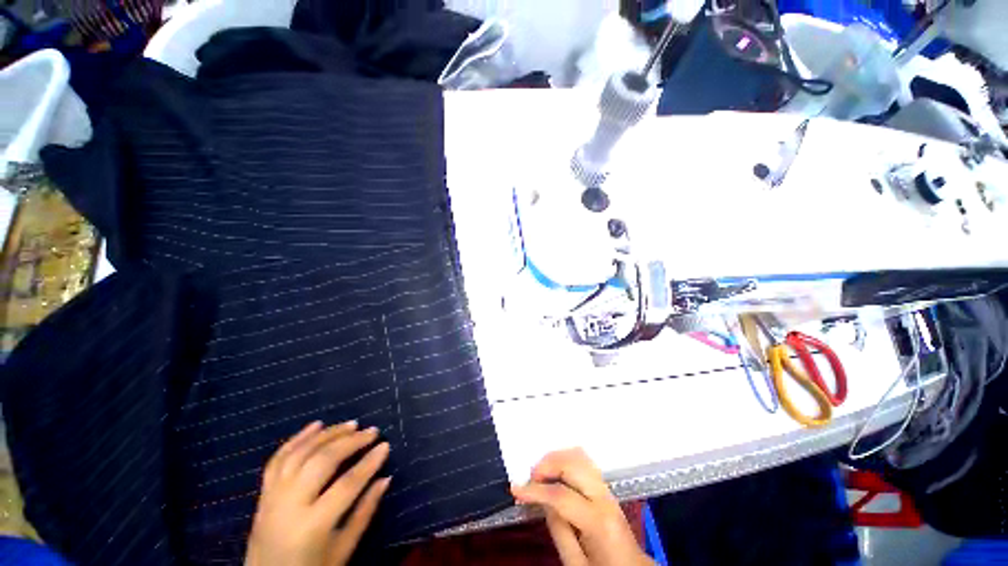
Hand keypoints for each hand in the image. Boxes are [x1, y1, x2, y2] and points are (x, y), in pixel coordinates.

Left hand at [245, 421, 390, 565]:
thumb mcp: (342, 550)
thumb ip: (364, 513)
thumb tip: (385, 479)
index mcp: (312, 525)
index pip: (346, 485)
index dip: (369, 463)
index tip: (386, 445)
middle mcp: (289, 505)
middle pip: (322, 462)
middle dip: (350, 442)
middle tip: (371, 430)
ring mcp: (272, 497)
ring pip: (300, 454)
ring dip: (327, 435)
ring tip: (351, 424)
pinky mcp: (263, 493)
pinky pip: (278, 459)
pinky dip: (297, 438)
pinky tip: (316, 425)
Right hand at [511, 449, 652, 565]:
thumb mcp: (575, 563)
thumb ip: (559, 531)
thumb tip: (543, 501)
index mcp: (598, 522)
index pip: (561, 495)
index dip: (535, 490)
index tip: (515, 488)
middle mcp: (605, 497)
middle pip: (573, 464)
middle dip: (547, 464)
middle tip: (530, 477)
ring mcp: (607, 488)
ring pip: (579, 456)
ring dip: (556, 458)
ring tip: (541, 473)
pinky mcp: (605, 486)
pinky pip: (584, 461)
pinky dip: (566, 459)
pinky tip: (556, 470)